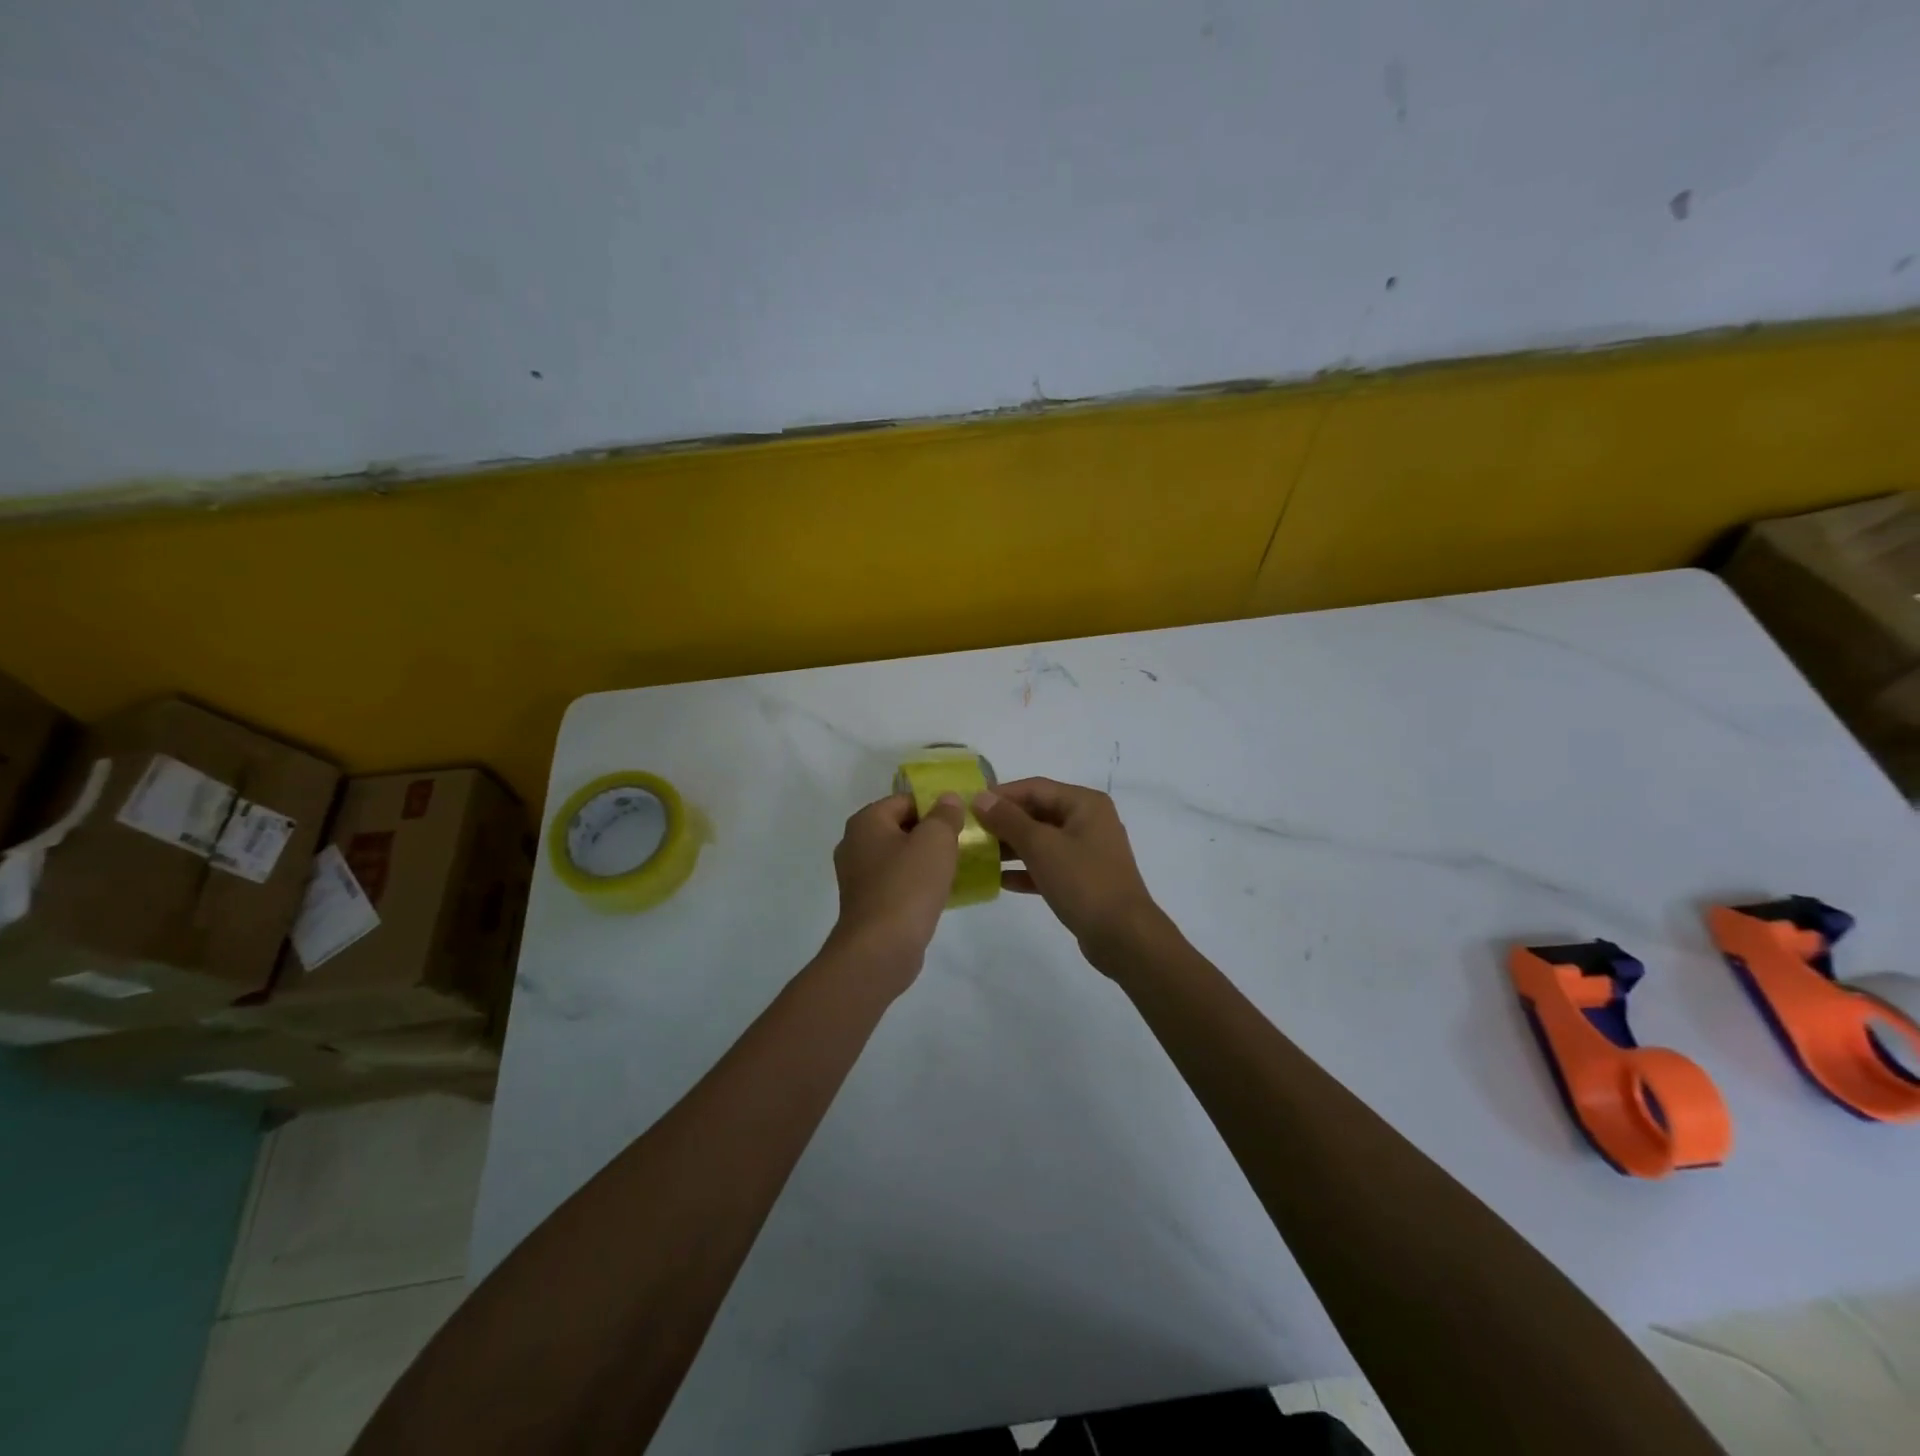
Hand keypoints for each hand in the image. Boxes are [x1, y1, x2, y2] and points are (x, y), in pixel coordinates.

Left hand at [826, 792, 965, 986]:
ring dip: (926, 860)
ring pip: (900, 857)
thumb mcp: (935, 840)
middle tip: (963, 842)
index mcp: (866, 822)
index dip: (935, 806)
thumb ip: (944, 814)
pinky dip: (916, 884)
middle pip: (901, 828)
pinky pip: (897, 883)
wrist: (881, 948)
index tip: (962, 820)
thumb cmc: (908, 885)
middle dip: (932, 833)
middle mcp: (855, 844)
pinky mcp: (867, 904)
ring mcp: (858, 877)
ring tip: (957, 867)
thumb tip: (948, 799)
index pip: (905, 800)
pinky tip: (940, 893)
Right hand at [970, 778, 1165, 963]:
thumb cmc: (1082, 881)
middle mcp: (1089, 821)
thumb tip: (980, 797)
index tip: (969, 806)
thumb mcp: (1041, 846)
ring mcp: (1088, 851)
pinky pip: (1049, 865)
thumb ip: (1008, 819)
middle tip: (971, 832)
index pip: (1035, 787)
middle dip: (1004, 822)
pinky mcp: (1084, 878)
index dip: (1001, 794)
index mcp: (1084, 803)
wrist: (1123, 935)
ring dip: (1012, 847)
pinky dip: (1027, 870)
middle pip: (1038, 812)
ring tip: (979, 856)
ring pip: (1042, 840)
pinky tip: (1001, 881)